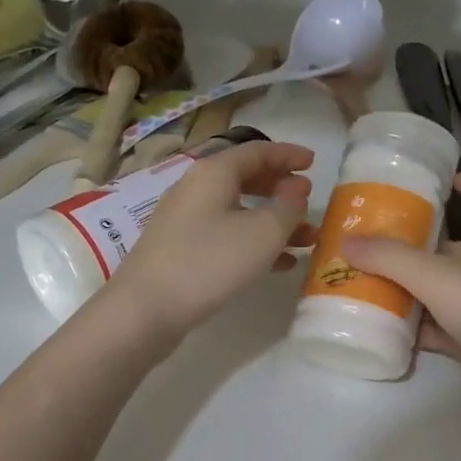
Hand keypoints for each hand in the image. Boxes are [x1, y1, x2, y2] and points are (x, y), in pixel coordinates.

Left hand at [104, 140, 317, 340]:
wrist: (146, 309)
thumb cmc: (209, 261)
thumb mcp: (262, 233)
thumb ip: (287, 207)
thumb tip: (296, 189)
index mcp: (213, 172)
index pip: (257, 151)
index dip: (288, 154)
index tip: (315, 162)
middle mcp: (196, 189)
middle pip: (246, 179)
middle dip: (281, 190)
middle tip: (309, 201)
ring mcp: (185, 221)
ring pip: (239, 212)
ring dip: (274, 222)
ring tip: (307, 239)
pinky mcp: (182, 251)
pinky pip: (226, 237)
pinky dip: (254, 244)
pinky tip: (280, 264)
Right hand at [341, 174, 460, 415]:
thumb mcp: (441, 277)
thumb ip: (392, 258)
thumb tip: (346, 240)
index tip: (442, 182)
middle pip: (456, 246)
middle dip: (417, 242)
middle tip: (373, 239)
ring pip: (445, 290)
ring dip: (411, 286)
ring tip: (366, 281)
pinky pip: (443, 328)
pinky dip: (418, 328)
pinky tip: (385, 328)